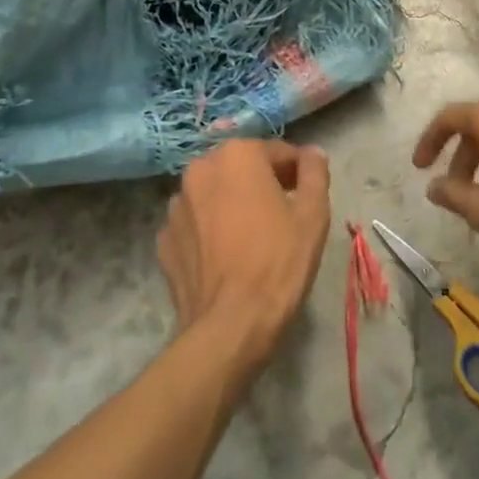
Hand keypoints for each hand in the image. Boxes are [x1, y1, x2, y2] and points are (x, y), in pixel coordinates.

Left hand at [158, 138, 331, 368]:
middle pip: (240, 169)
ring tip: (251, 238)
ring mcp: (176, 205)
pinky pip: (194, 225)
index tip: (306, 195)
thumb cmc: (278, 261)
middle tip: (282, 216)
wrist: (230, 326)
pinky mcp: (164, 240)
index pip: (276, 152)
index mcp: (237, 155)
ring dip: (231, 205)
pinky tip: (225, 257)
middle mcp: (200, 169)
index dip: (296, 172)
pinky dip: (209, 232)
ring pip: (214, 195)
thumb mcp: (313, 214)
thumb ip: (314, 172)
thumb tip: (312, 153)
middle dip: (261, 184)